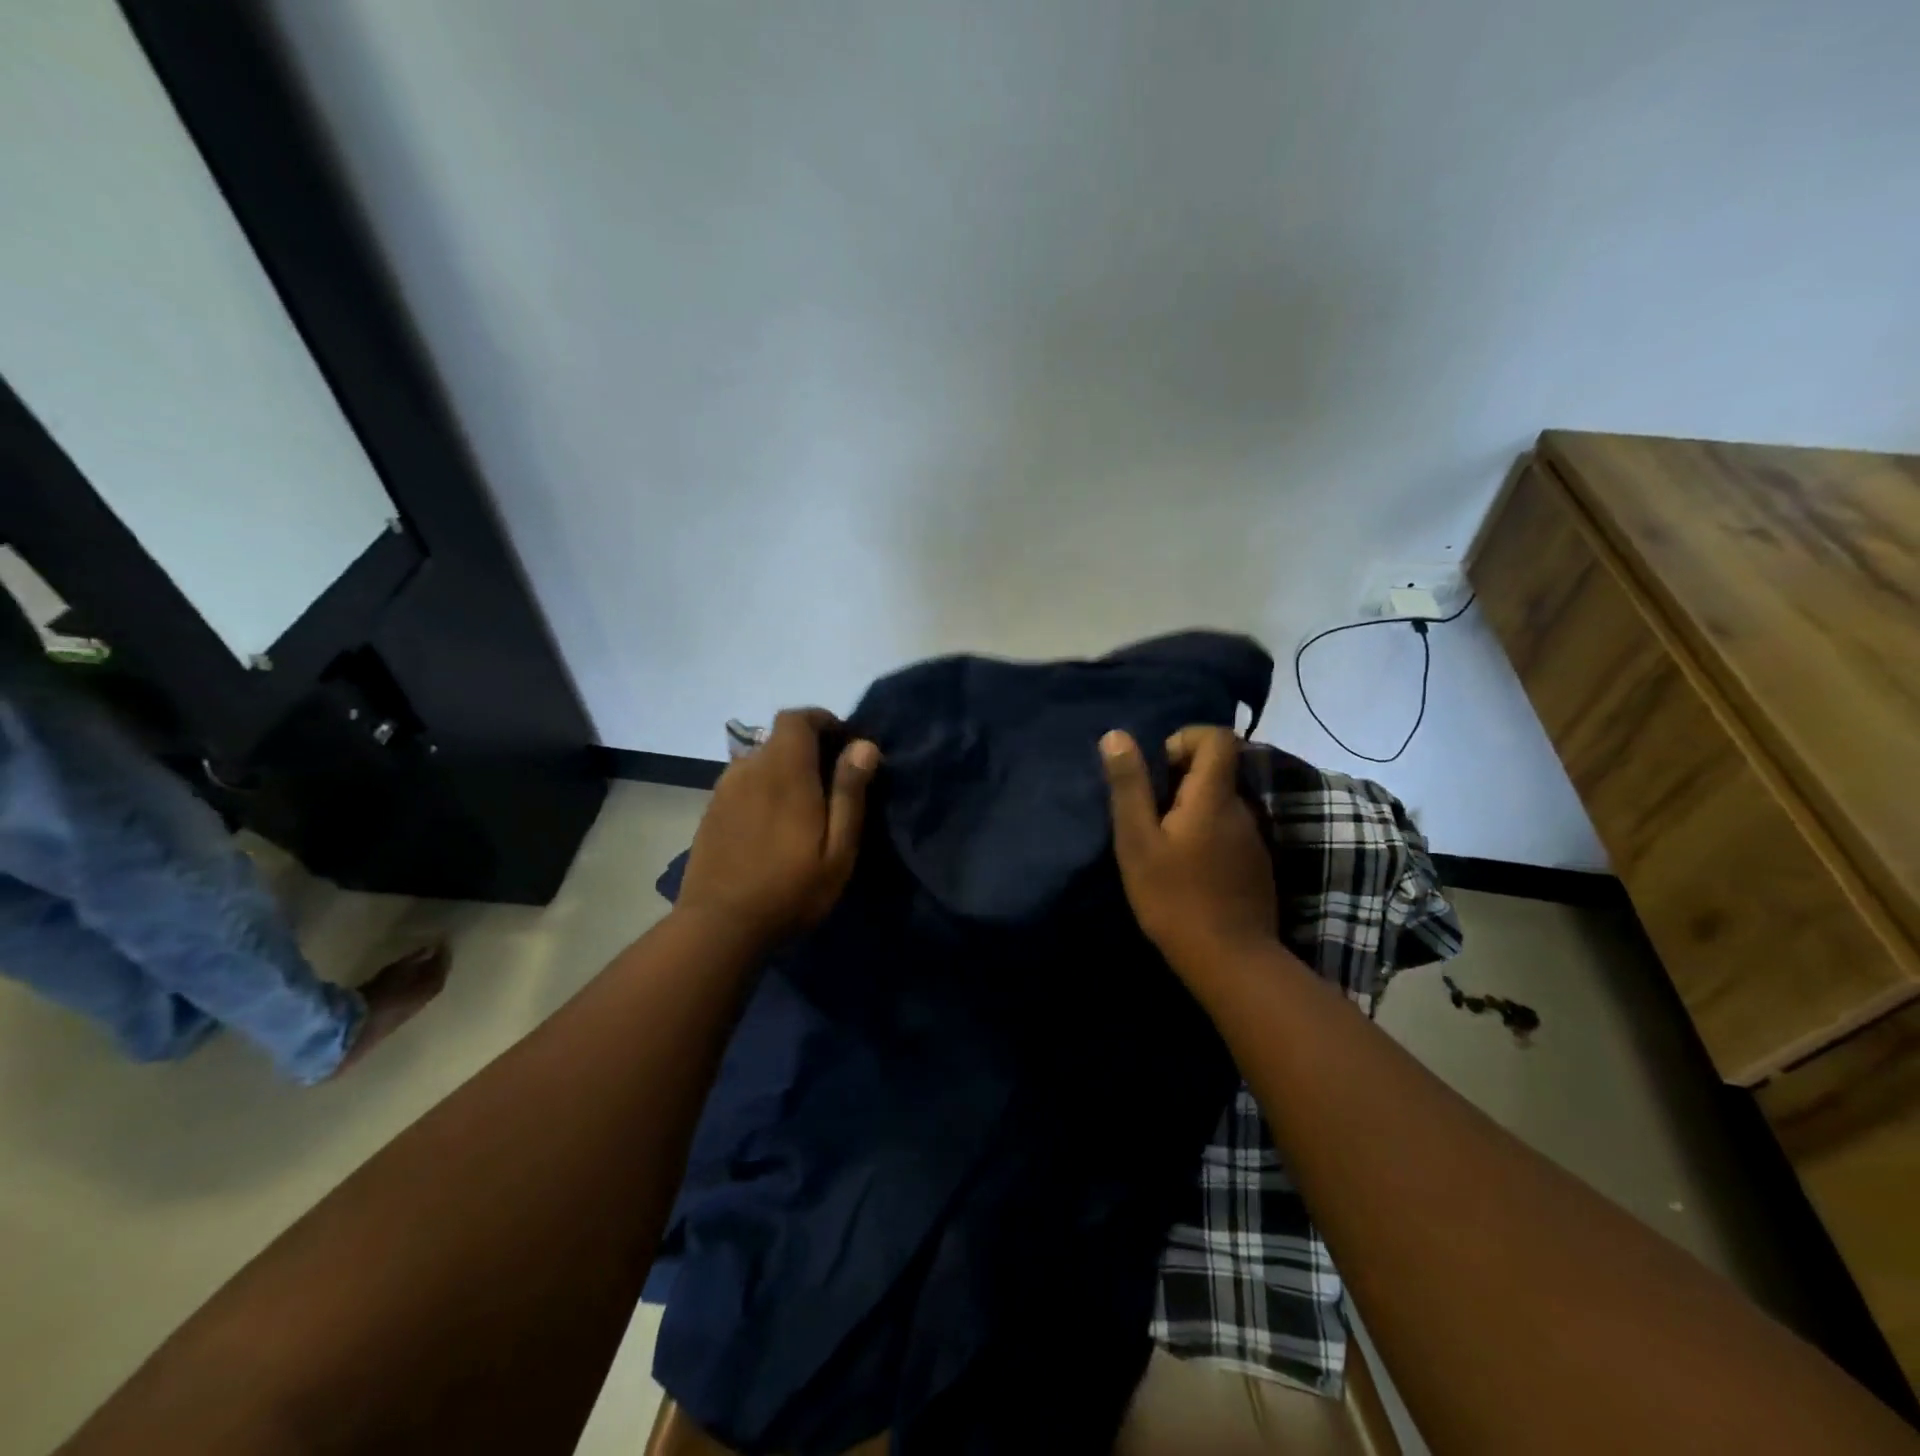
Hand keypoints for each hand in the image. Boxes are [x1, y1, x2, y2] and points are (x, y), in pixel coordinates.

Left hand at [677, 709, 880, 944]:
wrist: (719, 926)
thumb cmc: (790, 889)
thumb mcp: (837, 849)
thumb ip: (849, 793)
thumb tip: (864, 745)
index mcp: (784, 771)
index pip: (797, 718)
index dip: (821, 721)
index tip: (844, 744)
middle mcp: (750, 768)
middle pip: (779, 737)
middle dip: (808, 748)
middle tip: (830, 783)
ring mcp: (725, 789)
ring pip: (759, 760)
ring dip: (784, 769)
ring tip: (801, 806)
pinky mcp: (711, 810)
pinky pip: (743, 782)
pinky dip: (762, 787)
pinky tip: (771, 823)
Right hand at [1102, 725, 1276, 977]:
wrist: (1229, 960)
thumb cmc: (1174, 896)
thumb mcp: (1138, 840)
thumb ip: (1129, 786)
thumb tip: (1117, 735)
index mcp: (1214, 796)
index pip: (1217, 737)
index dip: (1185, 739)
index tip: (1158, 769)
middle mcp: (1241, 808)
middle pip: (1217, 769)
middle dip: (1180, 778)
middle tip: (1149, 814)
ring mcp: (1253, 838)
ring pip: (1221, 802)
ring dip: (1191, 809)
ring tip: (1163, 845)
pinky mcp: (1256, 865)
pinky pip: (1228, 830)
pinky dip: (1205, 834)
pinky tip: (1187, 870)